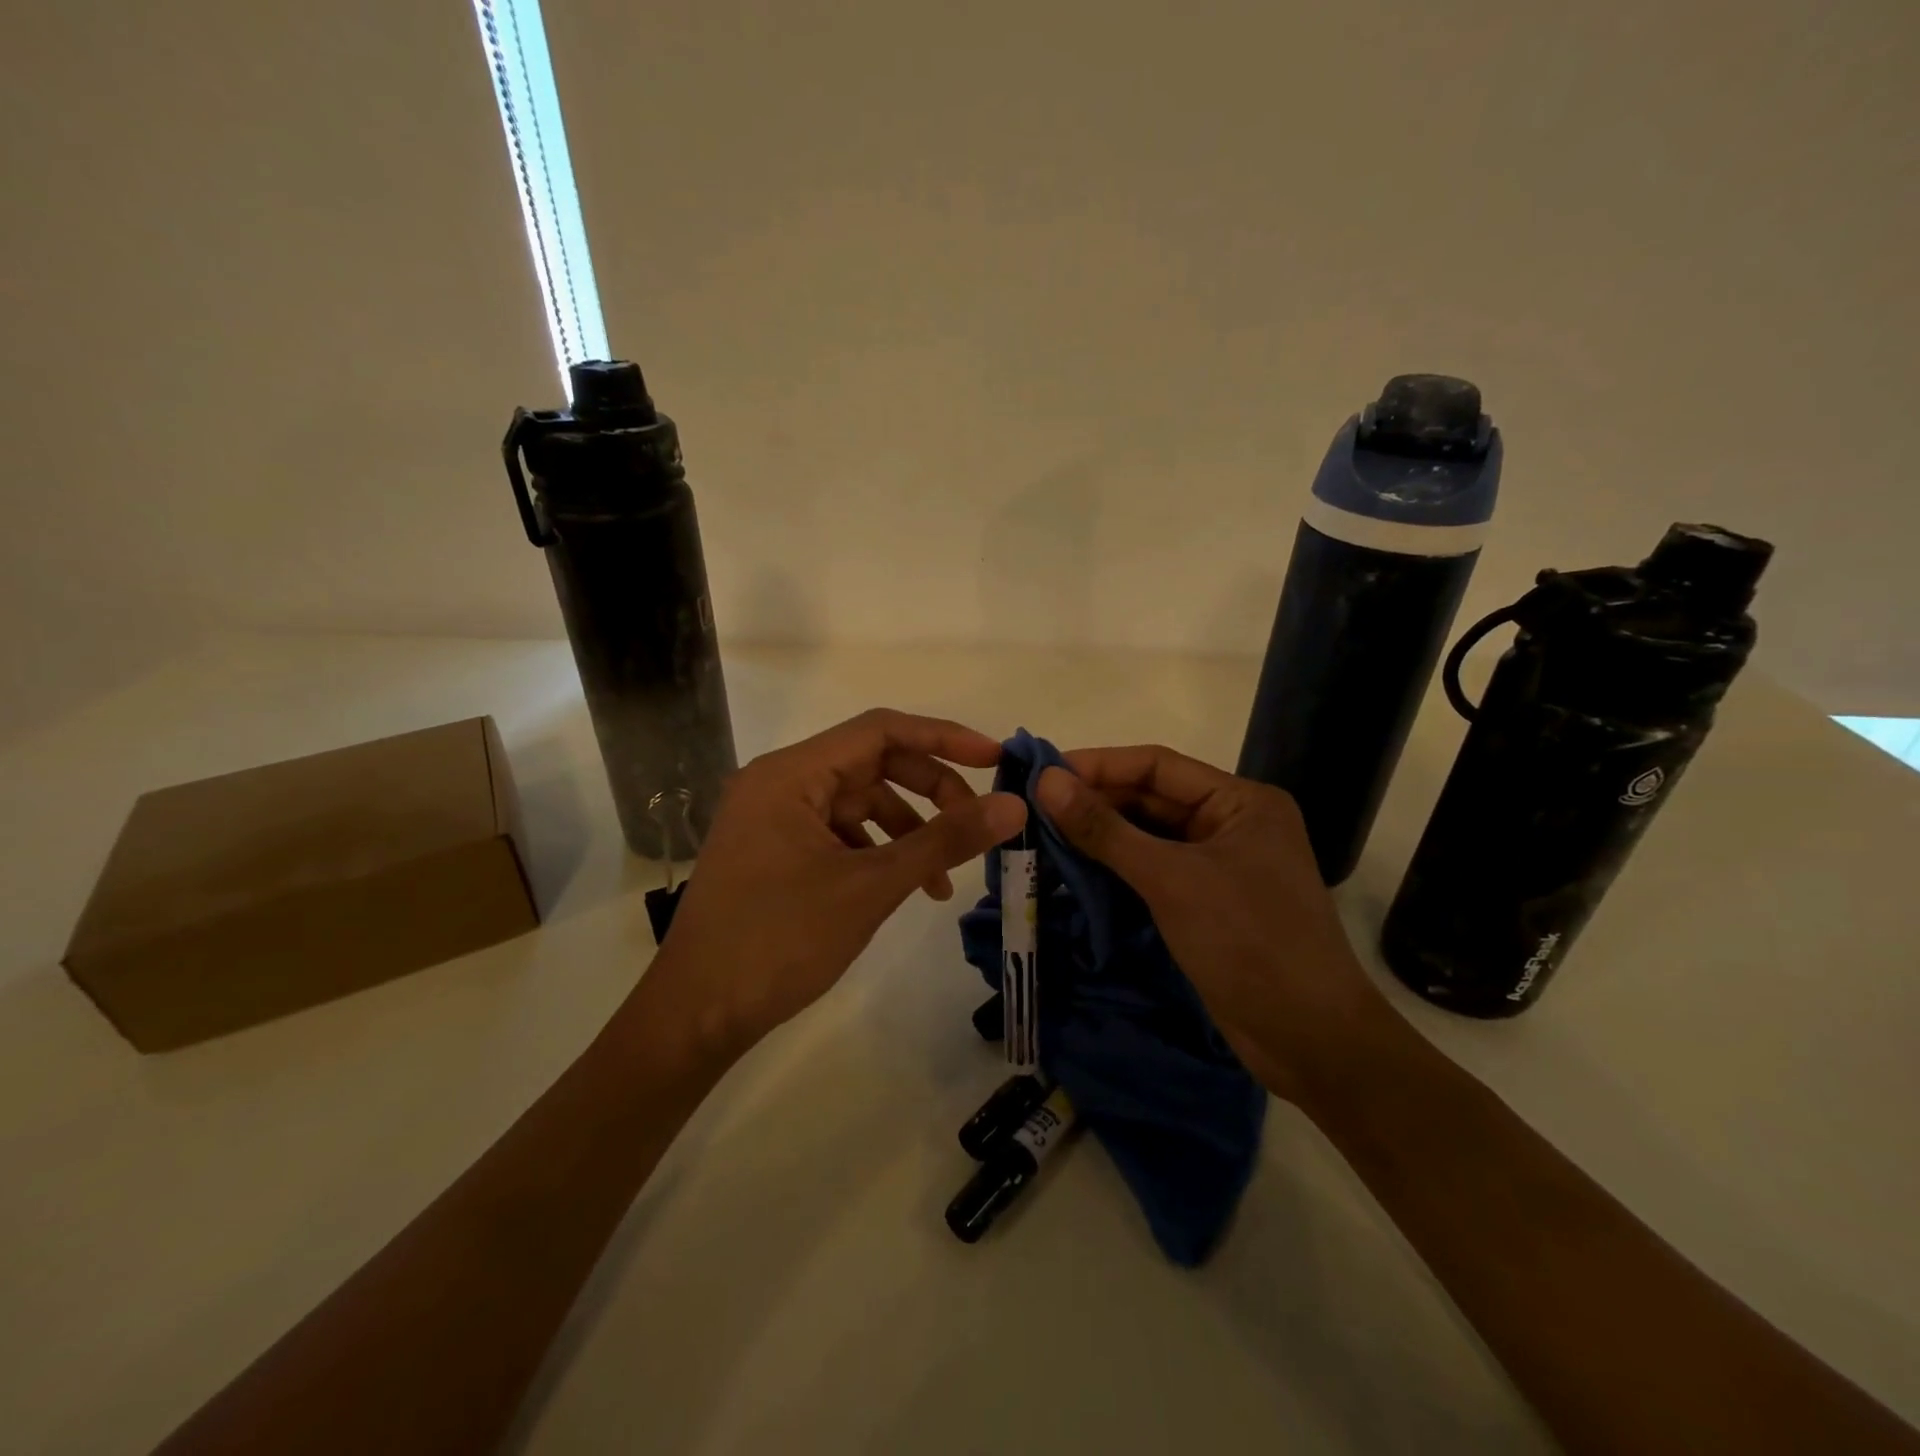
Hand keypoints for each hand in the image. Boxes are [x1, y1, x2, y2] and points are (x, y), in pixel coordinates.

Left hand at [645, 709, 1026, 1055]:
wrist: (696, 1016)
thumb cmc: (779, 941)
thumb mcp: (871, 887)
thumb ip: (944, 840)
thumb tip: (1013, 805)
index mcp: (790, 773)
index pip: (880, 730)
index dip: (943, 737)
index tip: (995, 759)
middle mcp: (779, 783)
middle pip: (872, 764)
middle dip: (930, 791)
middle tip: (975, 823)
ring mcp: (773, 818)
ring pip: (859, 802)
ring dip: (907, 829)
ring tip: (942, 879)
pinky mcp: (775, 851)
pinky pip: (840, 833)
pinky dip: (878, 852)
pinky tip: (904, 887)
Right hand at [1036, 746, 1391, 1105]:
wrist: (1310, 1040)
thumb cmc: (1248, 942)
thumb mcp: (1172, 880)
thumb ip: (1106, 831)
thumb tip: (1047, 782)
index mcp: (1241, 801)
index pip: (1157, 766)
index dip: (1098, 765)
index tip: (1042, 772)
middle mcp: (1231, 824)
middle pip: (1151, 799)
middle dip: (1094, 802)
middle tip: (1032, 807)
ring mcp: (1219, 866)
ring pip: (1148, 838)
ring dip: (1100, 837)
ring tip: (1042, 835)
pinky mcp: (1206, 904)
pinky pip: (1152, 872)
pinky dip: (1115, 870)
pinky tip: (1073, 872)